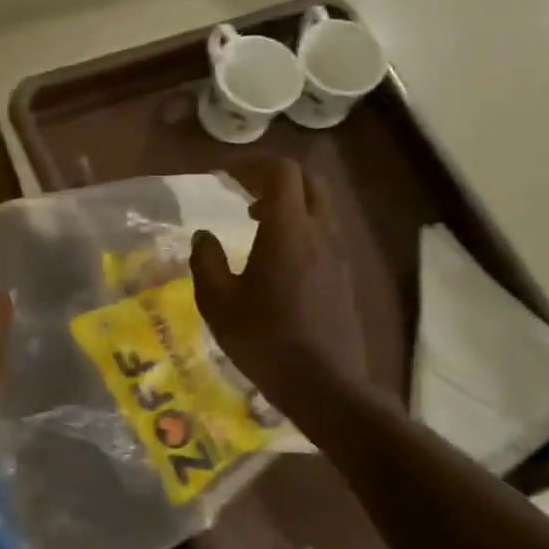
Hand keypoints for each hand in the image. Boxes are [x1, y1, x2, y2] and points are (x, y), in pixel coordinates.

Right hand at [191, 156, 371, 406]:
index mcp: (288, 230)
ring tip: (256, 219)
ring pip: (320, 205)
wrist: (325, 384)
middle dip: (273, 176)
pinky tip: (278, 255)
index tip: (224, 174)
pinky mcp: (345, 275)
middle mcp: (320, 232)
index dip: (251, 163)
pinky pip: (325, 231)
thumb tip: (204, 236)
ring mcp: (339, 254)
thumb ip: (206, 261)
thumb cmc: (264, 340)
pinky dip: (301, 225)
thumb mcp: (218, 303)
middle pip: (307, 181)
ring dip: (289, 201)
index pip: (281, 171)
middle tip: (242, 189)